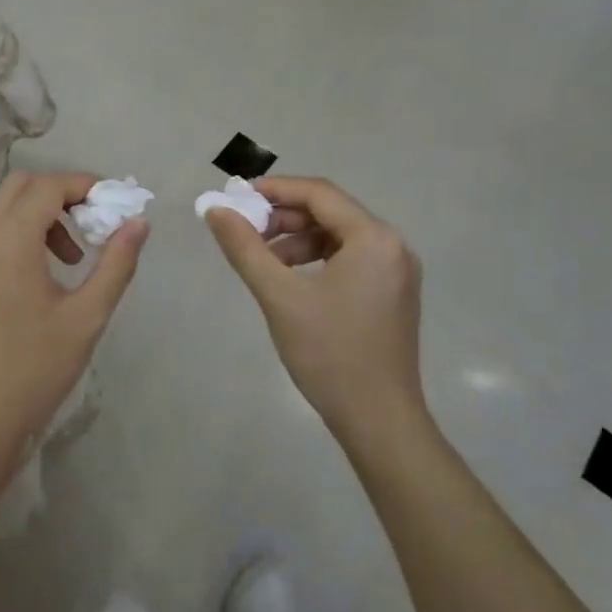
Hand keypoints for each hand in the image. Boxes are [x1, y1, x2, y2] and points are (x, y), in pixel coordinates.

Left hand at [0, 171, 146, 473]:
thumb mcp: (86, 317)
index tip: (114, 204)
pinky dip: (20, 232)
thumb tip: (138, 223)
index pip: (48, 186)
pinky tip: (41, 274)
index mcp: (9, 241)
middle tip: (92, 224)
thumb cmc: (33, 370)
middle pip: (21, 186)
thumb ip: (115, 264)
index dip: (84, 186)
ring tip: (71, 258)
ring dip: (40, 214)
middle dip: (61, 194)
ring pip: (3, 208)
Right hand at [206, 176, 423, 440]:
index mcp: (374, 238)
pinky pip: (349, 258)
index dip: (274, 190)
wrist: (380, 421)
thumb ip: (245, 248)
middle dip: (283, 218)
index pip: (318, 193)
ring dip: (296, 240)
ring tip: (262, 260)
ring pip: (337, 236)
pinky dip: (315, 259)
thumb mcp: (279, 296)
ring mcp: (396, 270)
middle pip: (329, 212)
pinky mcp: (392, 292)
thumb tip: (215, 210)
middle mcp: (392, 245)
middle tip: (244, 231)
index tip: (235, 198)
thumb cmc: (330, 354)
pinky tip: (289, 279)